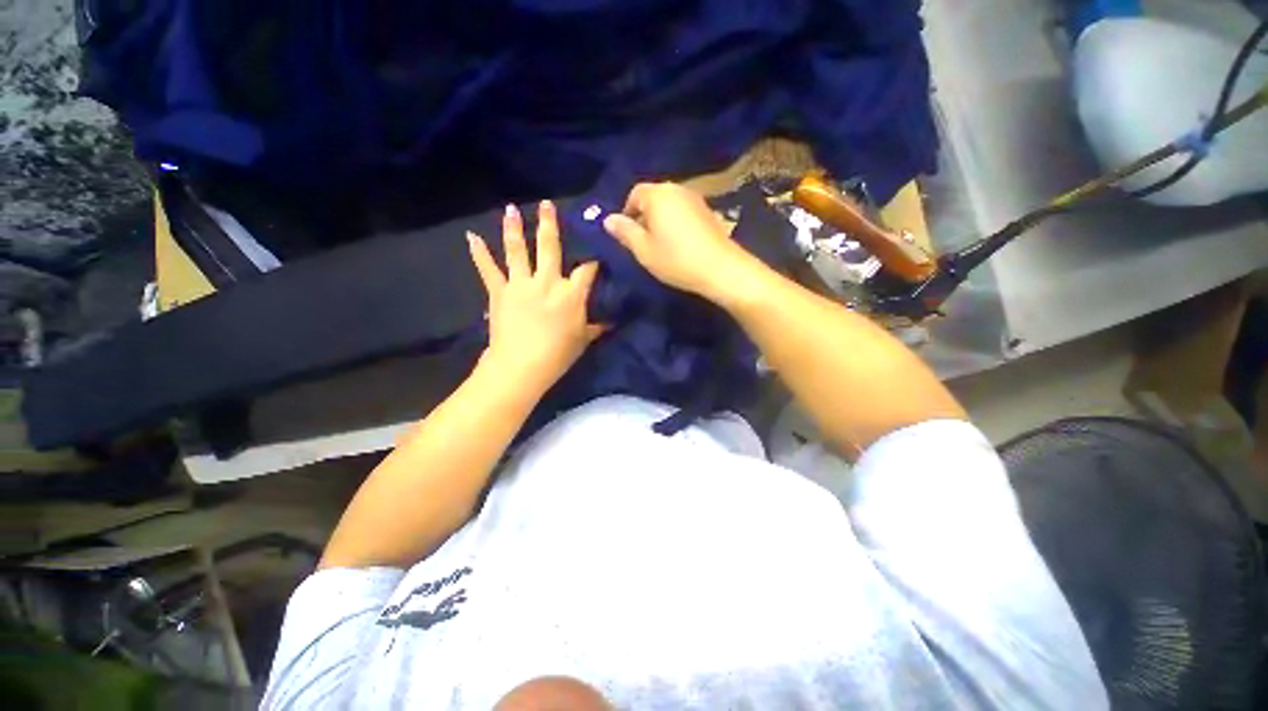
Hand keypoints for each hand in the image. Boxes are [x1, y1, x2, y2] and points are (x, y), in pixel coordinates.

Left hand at [467, 201, 604, 392]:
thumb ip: (596, 327)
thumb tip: (611, 323)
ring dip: (514, 228)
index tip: (596, 255)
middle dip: (550, 225)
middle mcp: (547, 281)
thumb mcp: (583, 340)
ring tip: (511, 209)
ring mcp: (521, 283)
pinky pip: (488, 269)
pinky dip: (479, 253)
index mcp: (571, 293)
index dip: (593, 262)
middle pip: (550, 247)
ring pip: (518, 250)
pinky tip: (471, 236)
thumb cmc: (558, 355)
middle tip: (547, 204)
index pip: (587, 270)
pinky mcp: (499, 292)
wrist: (521, 366)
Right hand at [602, 182, 760, 301]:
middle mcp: (676, 189)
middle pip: (652, 196)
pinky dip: (676, 222)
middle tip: (643, 242)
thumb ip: (625, 232)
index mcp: (657, 195)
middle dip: (644, 215)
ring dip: (660, 219)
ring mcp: (695, 198)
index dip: (627, 213)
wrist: (720, 268)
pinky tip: (679, 243)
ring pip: (669, 204)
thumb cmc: (676, 260)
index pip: (634, 194)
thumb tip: (608, 219)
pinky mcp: (708, 210)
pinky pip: (683, 210)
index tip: (628, 236)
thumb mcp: (643, 250)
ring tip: (660, 244)